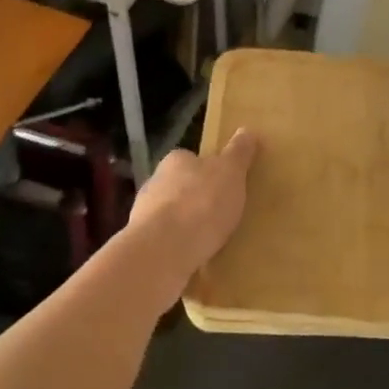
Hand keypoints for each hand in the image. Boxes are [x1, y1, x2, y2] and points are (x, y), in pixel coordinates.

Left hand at [126, 129, 257, 304]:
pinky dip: (177, 248)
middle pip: (180, 187)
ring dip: (184, 226)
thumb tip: (247, 130)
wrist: (163, 250)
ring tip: (210, 241)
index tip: (225, 185)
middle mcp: (154, 182)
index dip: (209, 171)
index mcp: (175, 160)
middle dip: (196, 199)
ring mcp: (143, 215)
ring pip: (170, 216)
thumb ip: (238, 153)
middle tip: (221, 214)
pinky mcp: (142, 245)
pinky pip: (165, 242)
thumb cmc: (201, 203)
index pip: (192, 160)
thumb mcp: (230, 172)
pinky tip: (193, 259)